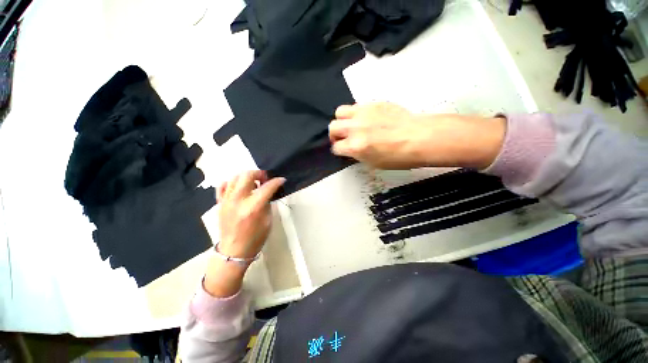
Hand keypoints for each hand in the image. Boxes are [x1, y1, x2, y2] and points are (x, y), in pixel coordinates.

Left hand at [217, 170, 284, 258]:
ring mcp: (226, 201)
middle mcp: (238, 201)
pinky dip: (232, 182)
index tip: (281, 180)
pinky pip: (223, 186)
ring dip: (247, 176)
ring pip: (235, 177)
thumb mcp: (268, 220)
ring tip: (253, 183)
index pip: (267, 187)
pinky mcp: (220, 203)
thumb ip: (267, 203)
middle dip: (259, 173)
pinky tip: (239, 188)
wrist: (234, 251)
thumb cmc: (255, 238)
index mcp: (253, 207)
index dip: (276, 181)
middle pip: (247, 175)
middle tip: (265, 179)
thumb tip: (268, 191)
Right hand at [329, 102, 505, 169]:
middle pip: (333, 127)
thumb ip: (356, 154)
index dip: (339, 150)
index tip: (343, 150)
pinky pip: (356, 106)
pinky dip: (356, 114)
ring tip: (351, 125)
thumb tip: (350, 149)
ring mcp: (363, 113)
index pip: (336, 147)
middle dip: (335, 135)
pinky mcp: (373, 104)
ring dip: (342, 120)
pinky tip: (365, 119)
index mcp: (355, 146)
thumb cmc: (399, 156)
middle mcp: (355, 128)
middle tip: (343, 138)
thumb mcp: (373, 163)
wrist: (419, 137)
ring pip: (340, 112)